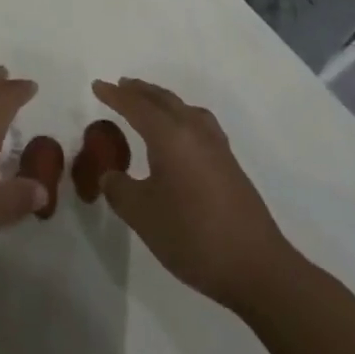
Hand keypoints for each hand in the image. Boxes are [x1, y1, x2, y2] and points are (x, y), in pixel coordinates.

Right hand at [92, 78, 300, 310]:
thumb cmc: (193, 236)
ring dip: (162, 101)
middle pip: (163, 100)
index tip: (97, 85)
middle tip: (121, 86)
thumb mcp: (143, 215)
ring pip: (184, 109)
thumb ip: (119, 189)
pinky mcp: (230, 165)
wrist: (257, 268)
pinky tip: (181, 135)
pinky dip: (181, 117)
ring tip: (149, 104)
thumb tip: (110, 175)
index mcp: (170, 136)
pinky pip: (198, 123)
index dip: (114, 95)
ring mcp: (217, 147)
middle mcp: (194, 131)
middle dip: (140, 91)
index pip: (136, 106)